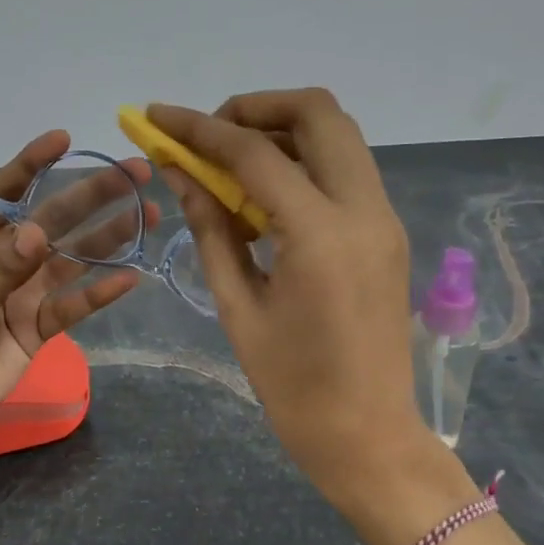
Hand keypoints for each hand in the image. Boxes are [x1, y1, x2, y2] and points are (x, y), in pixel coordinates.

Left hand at [0, 130, 151, 443]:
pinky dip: (99, 294)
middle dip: (93, 196)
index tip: (64, 139)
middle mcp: (6, 256)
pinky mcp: (40, 326)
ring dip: (109, 238)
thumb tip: (39, 232)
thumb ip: (1, 269)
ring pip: (73, 259)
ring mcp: (26, 291)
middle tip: (136, 174)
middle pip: (55, 219)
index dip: (34, 164)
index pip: (7, 192)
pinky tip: (128, 277)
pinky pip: (74, 305)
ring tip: (147, 215)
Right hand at [148, 90, 478, 544]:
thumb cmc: (293, 386)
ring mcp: (384, 216)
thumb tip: (180, 174)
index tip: (156, 117)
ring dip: (280, 132)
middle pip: (318, 112)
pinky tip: (265, 200)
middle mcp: (364, 209)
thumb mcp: (237, 307)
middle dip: (254, 108)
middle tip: (209, 138)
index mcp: (321, 234)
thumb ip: (210, 229)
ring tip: (231, 168)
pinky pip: (344, 169)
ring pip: (337, 134)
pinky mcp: (387, 230)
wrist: (370, 435)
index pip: (254, 153)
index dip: (199, 128)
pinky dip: (302, 162)